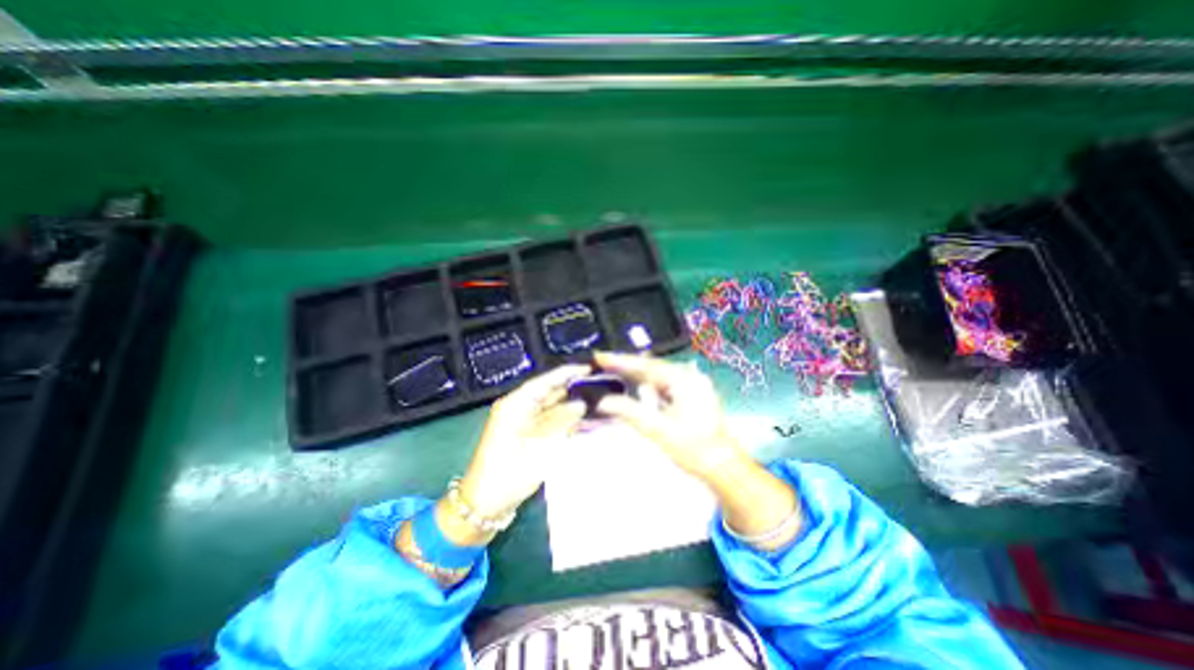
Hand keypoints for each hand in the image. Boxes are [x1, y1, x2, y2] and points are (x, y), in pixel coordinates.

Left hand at [455, 364, 588, 525]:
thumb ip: (563, 422)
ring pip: (552, 405)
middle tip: (600, 383)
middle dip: (573, 387)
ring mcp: (522, 420)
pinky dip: (565, 417)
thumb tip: (582, 403)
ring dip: (571, 403)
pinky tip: (583, 417)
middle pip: (550, 391)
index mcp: (516, 404)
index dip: (568, 373)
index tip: (590, 367)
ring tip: (597, 398)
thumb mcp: (540, 447)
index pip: (545, 381)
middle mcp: (519, 406)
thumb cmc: (510, 472)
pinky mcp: (527, 433)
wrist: (486, 503)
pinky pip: (549, 419)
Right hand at [593, 351, 743, 481]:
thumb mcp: (657, 429)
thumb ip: (628, 411)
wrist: (722, 466)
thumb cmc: (692, 448)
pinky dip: (648, 385)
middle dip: (627, 366)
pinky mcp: (692, 394)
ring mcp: (693, 384)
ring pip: (658, 375)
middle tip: (602, 363)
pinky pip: (665, 384)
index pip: (646, 366)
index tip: (600, 356)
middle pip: (651, 367)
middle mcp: (689, 376)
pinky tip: (635, 386)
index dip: (621, 361)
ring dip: (636, 376)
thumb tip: (602, 401)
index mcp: (684, 379)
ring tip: (612, 371)